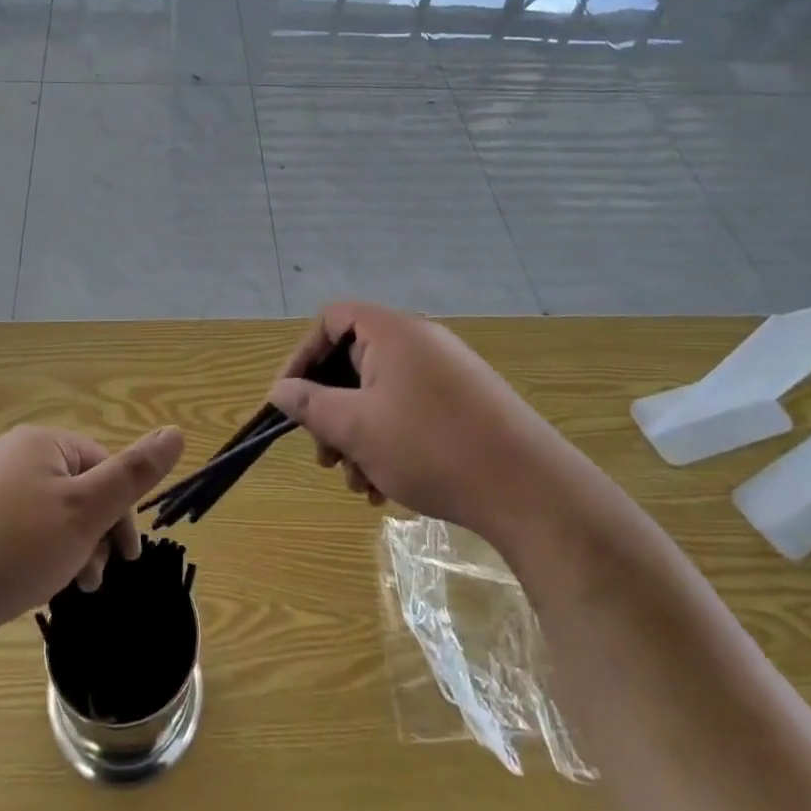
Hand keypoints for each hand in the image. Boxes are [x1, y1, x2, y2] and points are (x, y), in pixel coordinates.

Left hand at [0, 424, 183, 648]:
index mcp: (42, 442)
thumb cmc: (18, 548)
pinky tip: (36, 583)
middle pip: (77, 489)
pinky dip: (38, 551)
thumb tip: (176, 431)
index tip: (126, 558)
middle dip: (96, 533)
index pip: (103, 466)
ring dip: (71, 547)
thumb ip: (134, 474)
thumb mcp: (87, 511)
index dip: (122, 512)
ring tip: (70, 588)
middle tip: (95, 579)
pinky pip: (21, 526)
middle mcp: (12, 453)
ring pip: (51, 511)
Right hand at [268, 303, 553, 539]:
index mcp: (392, 331)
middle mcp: (420, 342)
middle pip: (354, 361)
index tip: (289, 399)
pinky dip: (388, 441)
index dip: (302, 356)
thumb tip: (280, 389)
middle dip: (330, 410)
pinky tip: (387, 487)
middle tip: (324, 455)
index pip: (331, 319)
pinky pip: (409, 410)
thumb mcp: (356, 427)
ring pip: (380, 394)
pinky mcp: (465, 404)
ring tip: (358, 482)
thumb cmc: (430, 447)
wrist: (530, 491)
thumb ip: (310, 404)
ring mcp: (447, 373)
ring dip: (358, 435)